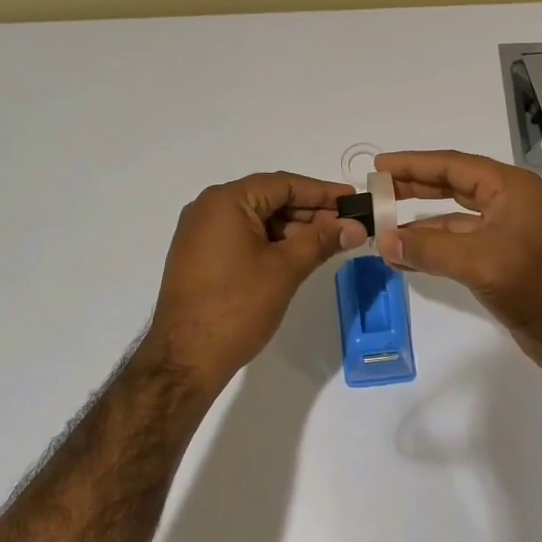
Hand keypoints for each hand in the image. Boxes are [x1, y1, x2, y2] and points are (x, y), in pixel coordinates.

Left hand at [144, 171, 367, 391]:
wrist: (185, 358)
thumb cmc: (237, 306)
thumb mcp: (285, 269)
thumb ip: (322, 240)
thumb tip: (355, 226)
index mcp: (225, 201)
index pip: (283, 183)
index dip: (322, 192)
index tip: (354, 202)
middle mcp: (209, 208)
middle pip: (270, 199)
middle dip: (310, 212)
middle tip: (348, 226)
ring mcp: (201, 233)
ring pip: (257, 220)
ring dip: (293, 229)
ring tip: (329, 244)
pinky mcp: (201, 256)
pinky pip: (243, 237)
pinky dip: (272, 243)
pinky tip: (298, 256)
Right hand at [374, 150, 541, 382]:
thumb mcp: (481, 262)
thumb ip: (429, 250)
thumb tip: (383, 242)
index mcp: (510, 189)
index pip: (453, 165)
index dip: (414, 164)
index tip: (378, 166)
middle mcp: (508, 206)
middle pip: (452, 188)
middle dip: (413, 189)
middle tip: (375, 193)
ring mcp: (506, 237)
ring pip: (453, 222)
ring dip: (419, 227)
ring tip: (381, 231)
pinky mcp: (502, 267)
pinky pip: (458, 250)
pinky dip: (431, 253)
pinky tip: (404, 260)